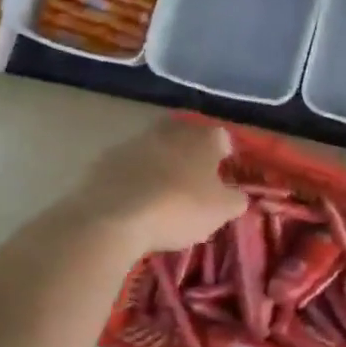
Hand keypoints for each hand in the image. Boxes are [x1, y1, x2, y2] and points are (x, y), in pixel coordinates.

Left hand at [71, 119, 247, 254]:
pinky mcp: (106, 158)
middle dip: (192, 155)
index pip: (222, 138)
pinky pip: (129, 164)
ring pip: (156, 148)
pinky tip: (134, 198)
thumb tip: (239, 195)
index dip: (225, 157)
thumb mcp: (220, 211)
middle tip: (194, 182)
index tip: (223, 176)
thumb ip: (235, 199)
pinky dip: (135, 176)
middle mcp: (169, 130)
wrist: (114, 216)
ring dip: (161, 164)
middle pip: (186, 137)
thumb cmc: (178, 209)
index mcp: (202, 138)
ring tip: (163, 192)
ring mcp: (134, 140)